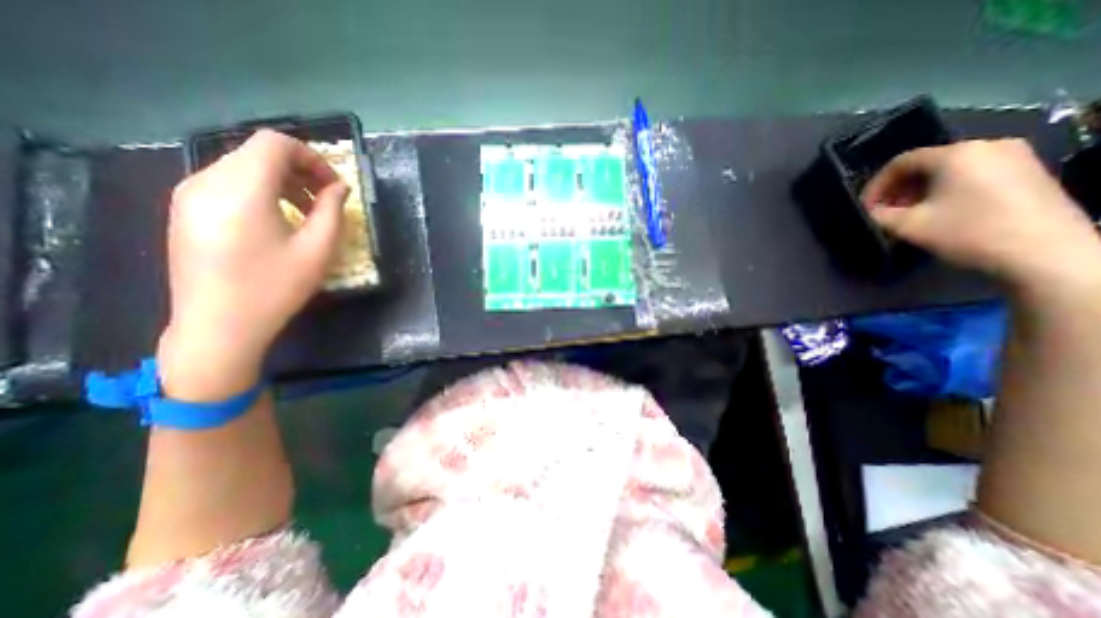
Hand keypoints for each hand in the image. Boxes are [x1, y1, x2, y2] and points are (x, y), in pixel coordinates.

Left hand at [157, 129, 346, 400]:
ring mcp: (188, 195)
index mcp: (241, 188)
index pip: (275, 143)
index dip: (312, 157)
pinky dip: (260, 191)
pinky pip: (226, 184)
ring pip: (242, 167)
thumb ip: (332, 211)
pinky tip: (277, 220)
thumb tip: (339, 187)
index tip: (334, 185)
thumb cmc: (275, 287)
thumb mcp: (317, 250)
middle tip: (326, 199)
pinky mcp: (184, 211)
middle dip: (300, 170)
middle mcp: (206, 180)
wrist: (218, 326)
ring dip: (281, 181)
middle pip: (257, 153)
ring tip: (305, 211)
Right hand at [865, 140, 1094, 292]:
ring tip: (910, 215)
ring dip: (921, 191)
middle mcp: (987, 145)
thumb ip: (879, 216)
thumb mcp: (908, 226)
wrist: (1044, 251)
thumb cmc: (967, 232)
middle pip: (926, 164)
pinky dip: (947, 190)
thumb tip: (870, 213)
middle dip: (899, 189)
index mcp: (956, 154)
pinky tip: (940, 212)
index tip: (866, 208)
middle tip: (885, 213)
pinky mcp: (1029, 171)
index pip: (900, 162)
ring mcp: (1015, 156)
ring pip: (949, 170)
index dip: (875, 185)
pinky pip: (973, 174)